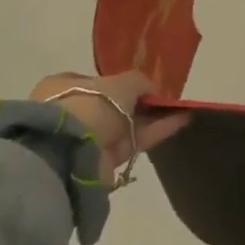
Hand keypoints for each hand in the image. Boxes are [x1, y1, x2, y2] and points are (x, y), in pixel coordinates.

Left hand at [29, 70, 190, 187]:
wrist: (70, 152)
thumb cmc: (90, 105)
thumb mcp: (120, 83)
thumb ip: (138, 82)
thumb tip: (150, 89)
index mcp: (63, 86)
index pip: (97, 83)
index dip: (121, 83)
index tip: (145, 86)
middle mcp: (72, 112)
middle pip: (113, 106)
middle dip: (140, 104)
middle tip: (166, 101)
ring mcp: (85, 139)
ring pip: (125, 126)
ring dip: (152, 119)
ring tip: (181, 110)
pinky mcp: (100, 163)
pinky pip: (133, 143)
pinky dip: (155, 133)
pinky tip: (179, 122)